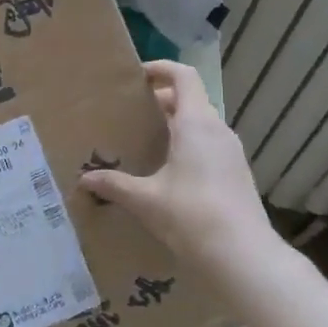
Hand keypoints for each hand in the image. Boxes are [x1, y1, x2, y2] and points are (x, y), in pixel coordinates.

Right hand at [79, 61, 276, 264]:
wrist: (243, 257)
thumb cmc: (191, 215)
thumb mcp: (145, 200)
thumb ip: (114, 185)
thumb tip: (84, 180)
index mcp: (196, 124)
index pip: (183, 77)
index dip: (161, 69)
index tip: (137, 77)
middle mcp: (217, 131)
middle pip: (190, 100)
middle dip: (161, 101)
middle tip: (131, 114)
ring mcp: (231, 153)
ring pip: (201, 125)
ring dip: (175, 125)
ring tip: (146, 142)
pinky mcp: (236, 175)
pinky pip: (209, 146)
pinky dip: (187, 145)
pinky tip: (167, 172)